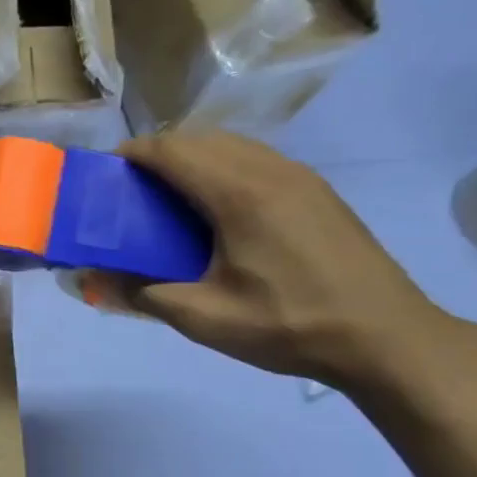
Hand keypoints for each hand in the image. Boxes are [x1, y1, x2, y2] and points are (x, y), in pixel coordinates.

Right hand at [87, 131, 465, 390]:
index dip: (133, 154)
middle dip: (158, 155)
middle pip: (200, 139)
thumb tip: (90, 279)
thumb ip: (141, 292)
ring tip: (168, 200)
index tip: (105, 176)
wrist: (386, 338)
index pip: (173, 149)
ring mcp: (300, 178)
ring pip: (232, 146)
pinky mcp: (317, 193)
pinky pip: (256, 161)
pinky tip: (216, 213)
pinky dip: (223, 170)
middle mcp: (270, 170)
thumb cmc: (288, 325)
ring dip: (193, 159)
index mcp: (239, 193)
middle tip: (130, 193)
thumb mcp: (203, 318)